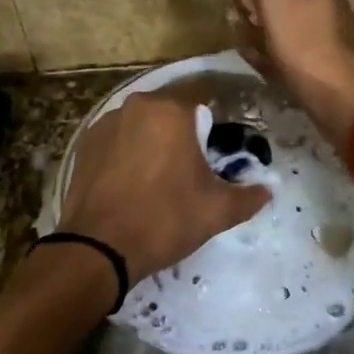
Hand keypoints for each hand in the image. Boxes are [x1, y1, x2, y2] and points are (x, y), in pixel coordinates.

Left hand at [59, 89, 269, 278]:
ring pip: (142, 125)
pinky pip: (118, 140)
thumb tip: (268, 189)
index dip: (215, 129)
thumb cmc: (165, 220)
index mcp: (172, 111)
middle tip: (192, 169)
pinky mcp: (85, 144)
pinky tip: (131, 182)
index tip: (218, 154)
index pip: (205, 105)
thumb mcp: (217, 211)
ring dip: (154, 142)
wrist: (98, 248)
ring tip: (160, 177)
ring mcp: (106, 122)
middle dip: (184, 134)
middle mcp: (138, 105)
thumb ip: (249, 195)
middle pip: (171, 113)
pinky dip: (128, 153)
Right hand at [228, 0, 353, 139]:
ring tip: (253, 49)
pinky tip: (263, 67)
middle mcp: (320, 1)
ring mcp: (319, 33)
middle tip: (247, 26)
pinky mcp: (315, 62)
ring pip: (274, 27)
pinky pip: (282, 52)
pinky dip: (269, 57)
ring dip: (256, 36)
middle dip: (251, 11)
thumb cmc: (305, 42)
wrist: (340, 99)